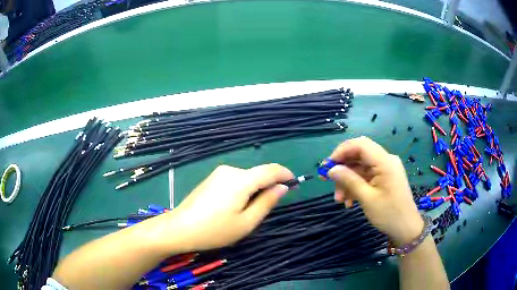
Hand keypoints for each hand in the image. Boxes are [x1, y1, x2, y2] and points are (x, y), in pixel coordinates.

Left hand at [167, 164, 293, 251]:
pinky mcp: (211, 179)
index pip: (270, 169)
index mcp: (241, 180)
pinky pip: (235, 181)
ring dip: (254, 191)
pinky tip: (232, 208)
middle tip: (265, 211)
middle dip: (267, 187)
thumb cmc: (214, 230)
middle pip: (257, 175)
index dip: (285, 174)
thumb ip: (267, 202)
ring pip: (246, 179)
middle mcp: (230, 170)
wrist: (179, 228)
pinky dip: (242, 191)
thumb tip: (282, 187)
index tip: (294, 183)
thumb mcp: (246, 222)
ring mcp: (219, 173)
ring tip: (245, 214)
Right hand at [327, 136, 422, 245]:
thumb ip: (349, 180)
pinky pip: (366, 177)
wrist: (406, 228)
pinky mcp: (385, 178)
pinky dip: (356, 186)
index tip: (327, 166)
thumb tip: (331, 169)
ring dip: (348, 182)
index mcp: (385, 162)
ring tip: (340, 200)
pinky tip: (350, 201)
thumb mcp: (367, 198)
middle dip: (343, 169)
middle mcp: (386, 161)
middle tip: (329, 183)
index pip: (360, 145)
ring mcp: (386, 169)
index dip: (342, 151)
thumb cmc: (389, 214)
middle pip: (359, 156)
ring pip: (360, 168)